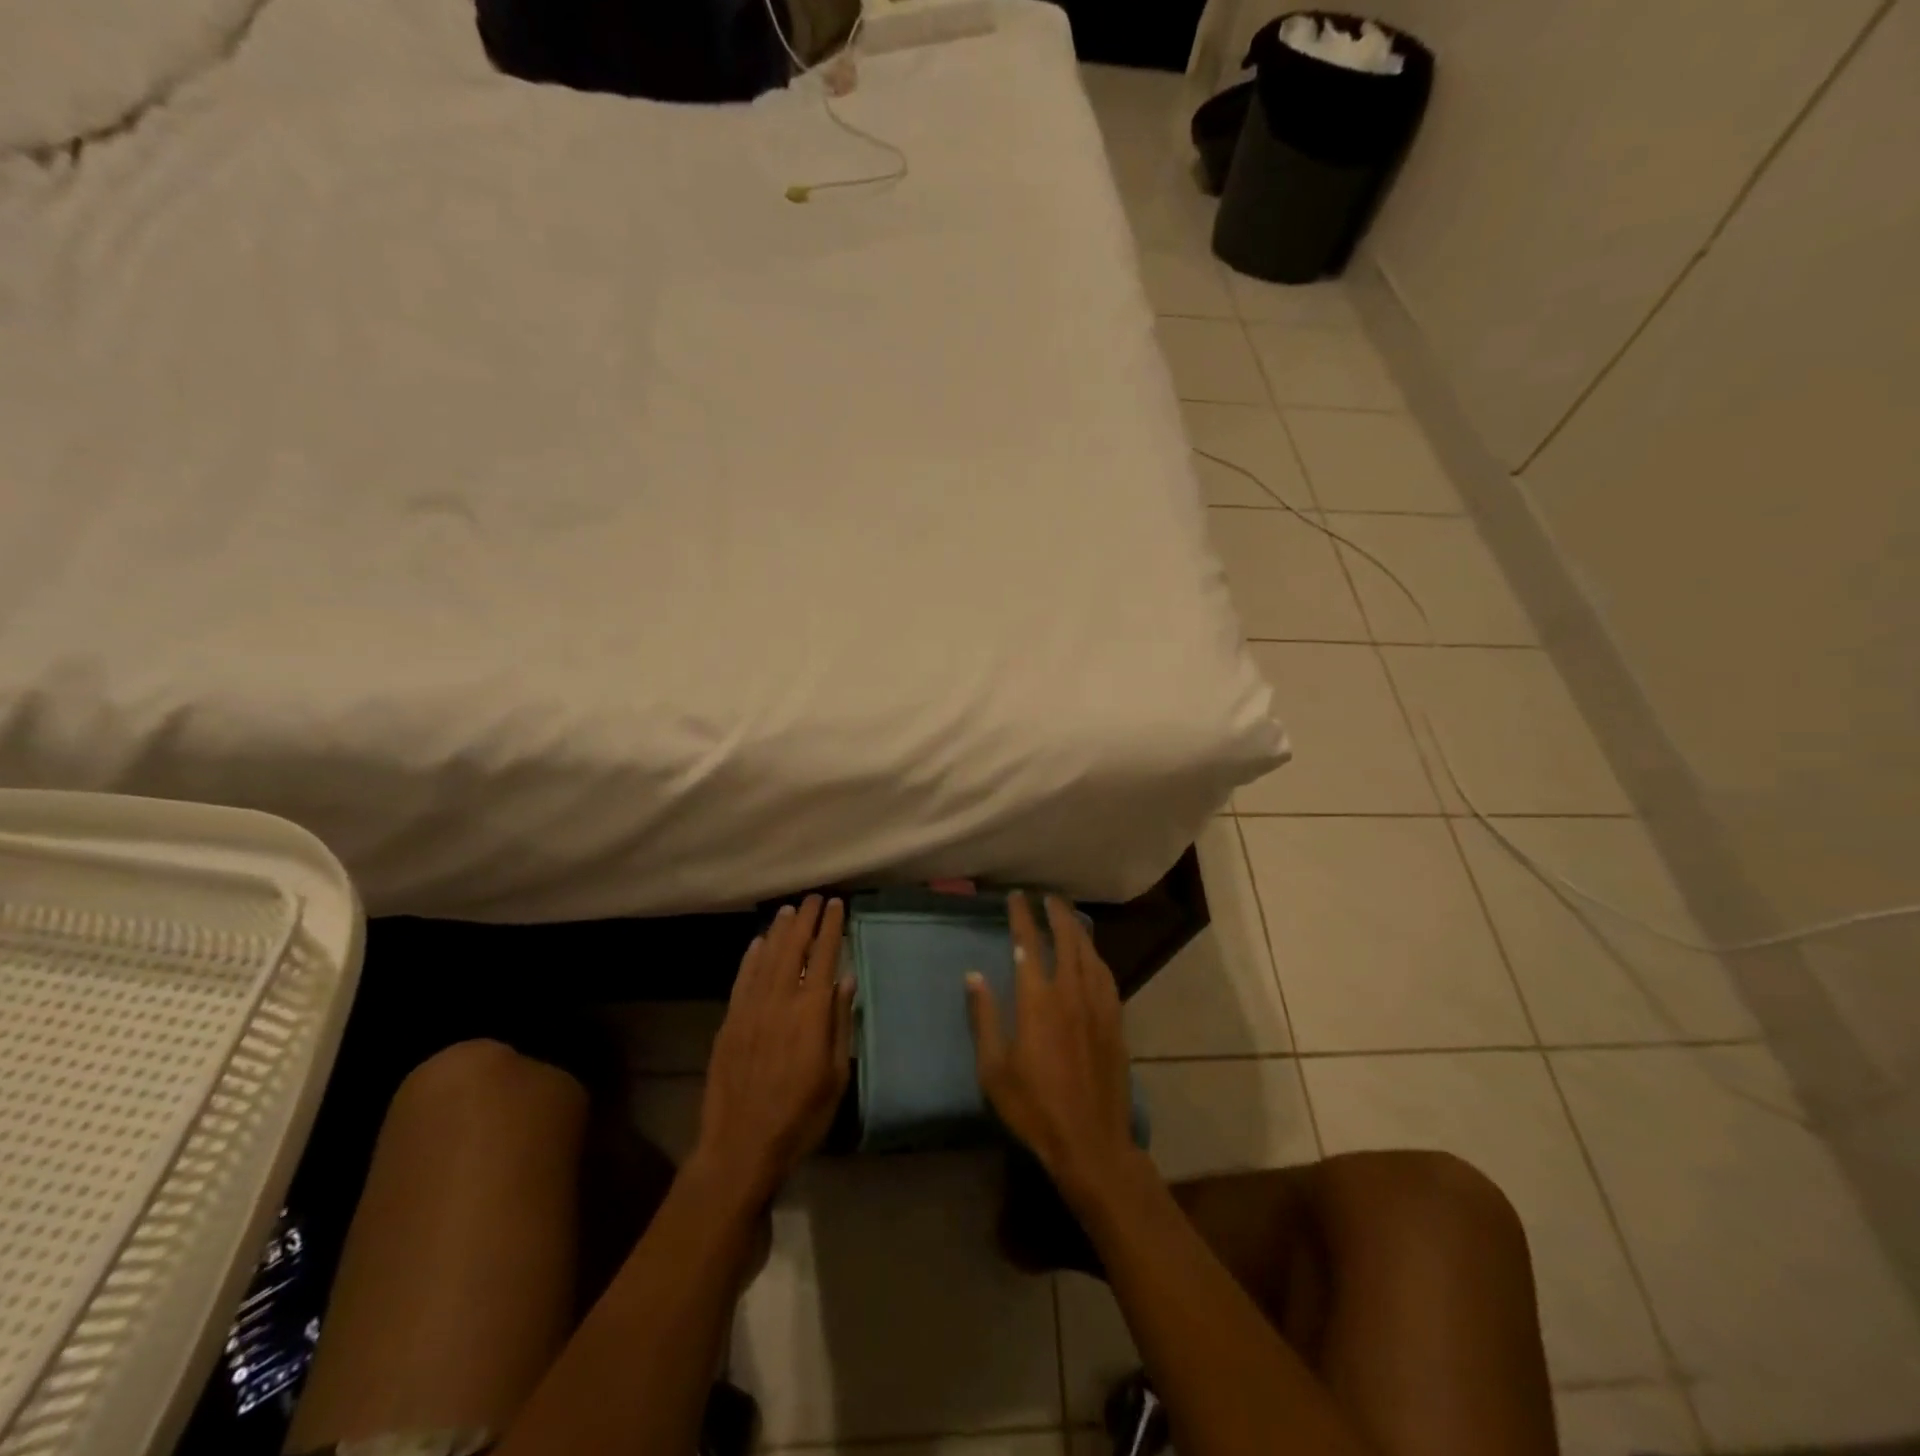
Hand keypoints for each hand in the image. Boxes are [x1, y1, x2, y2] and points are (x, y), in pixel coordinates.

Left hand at [693, 895, 853, 1204]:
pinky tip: (758, 943)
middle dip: (806, 920)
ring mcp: (750, 1010)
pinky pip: (742, 979)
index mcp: (810, 1013)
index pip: (823, 956)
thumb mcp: (836, 1075)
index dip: (831, 928)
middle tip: (814, 898)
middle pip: (793, 949)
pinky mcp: (729, 1022)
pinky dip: (751, 957)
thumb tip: (846, 980)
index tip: (837, 905)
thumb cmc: (801, 1116)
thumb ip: (840, 1023)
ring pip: (767, 958)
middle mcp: (779, 1001)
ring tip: (789, 910)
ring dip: (779, 931)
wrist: (741, 1146)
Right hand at [966, 893, 1141, 1203]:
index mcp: (1037, 1000)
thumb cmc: (1034, 1107)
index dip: (1022, 917)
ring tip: (1069, 916)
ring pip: (1090, 954)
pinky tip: (1092, 956)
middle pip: (1066, 939)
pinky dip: (1096, 956)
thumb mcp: (994, 1068)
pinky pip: (1106, 975)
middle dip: (1056, 913)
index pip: (1028, 945)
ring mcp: (1097, 1006)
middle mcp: (1070, 993)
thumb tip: (974, 975)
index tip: (1016, 897)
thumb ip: (984, 1017)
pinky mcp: (1115, 1021)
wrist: (1091, 1141)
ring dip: (1078, 929)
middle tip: (1046, 898)